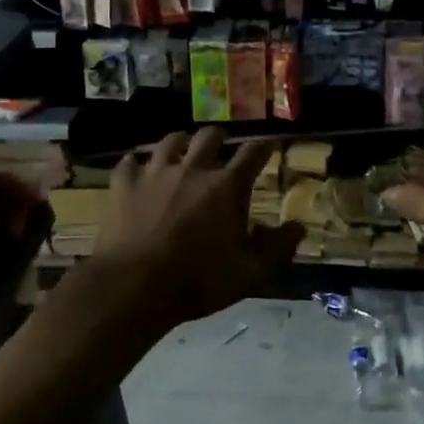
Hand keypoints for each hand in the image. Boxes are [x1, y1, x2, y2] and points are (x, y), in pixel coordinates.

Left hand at [83, 128, 303, 336]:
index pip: (253, 153)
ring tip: (181, 154)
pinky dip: (137, 165)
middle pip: (209, 136)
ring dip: (180, 145)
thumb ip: (277, 248)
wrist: (134, 287)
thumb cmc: (197, 281)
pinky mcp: (124, 183)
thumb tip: (299, 226)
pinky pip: (130, 161)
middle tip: (219, 152)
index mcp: (226, 187)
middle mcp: (193, 168)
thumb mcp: (249, 273)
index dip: (264, 146)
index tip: (269, 144)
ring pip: (170, 140)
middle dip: (218, 140)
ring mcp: (155, 172)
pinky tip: (137, 172)